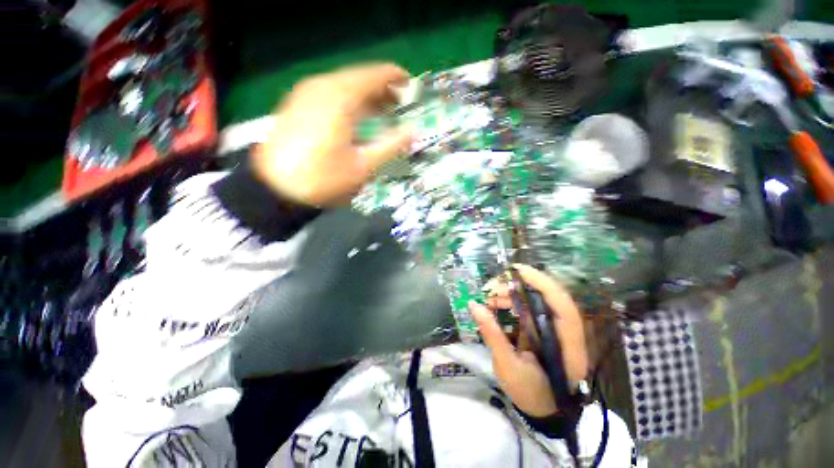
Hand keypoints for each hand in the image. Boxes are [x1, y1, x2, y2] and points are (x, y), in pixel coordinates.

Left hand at [252, 63, 413, 206]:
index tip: (410, 84)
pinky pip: (330, 93)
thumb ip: (391, 146)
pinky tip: (355, 115)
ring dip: (365, 94)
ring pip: (343, 84)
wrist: (276, 186)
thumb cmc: (324, 178)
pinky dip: (348, 100)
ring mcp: (307, 93)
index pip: (374, 75)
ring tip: (381, 109)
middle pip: (358, 77)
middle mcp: (323, 87)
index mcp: (341, 98)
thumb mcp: (363, 167)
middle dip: (381, 88)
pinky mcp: (298, 104)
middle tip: (398, 102)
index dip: (395, 77)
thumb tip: (413, 132)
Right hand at [469, 264, 588, 416]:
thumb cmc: (530, 392)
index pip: (563, 306)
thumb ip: (492, 334)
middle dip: (521, 286)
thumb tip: (473, 305)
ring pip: (537, 300)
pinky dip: (512, 302)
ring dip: (513, 294)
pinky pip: (530, 307)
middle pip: (549, 297)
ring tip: (490, 298)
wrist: (543, 409)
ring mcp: (556, 329)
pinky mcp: (545, 328)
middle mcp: (566, 332)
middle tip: (493, 286)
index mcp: (566, 346)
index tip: (518, 271)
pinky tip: (497, 304)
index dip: (543, 284)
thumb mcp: (508, 366)